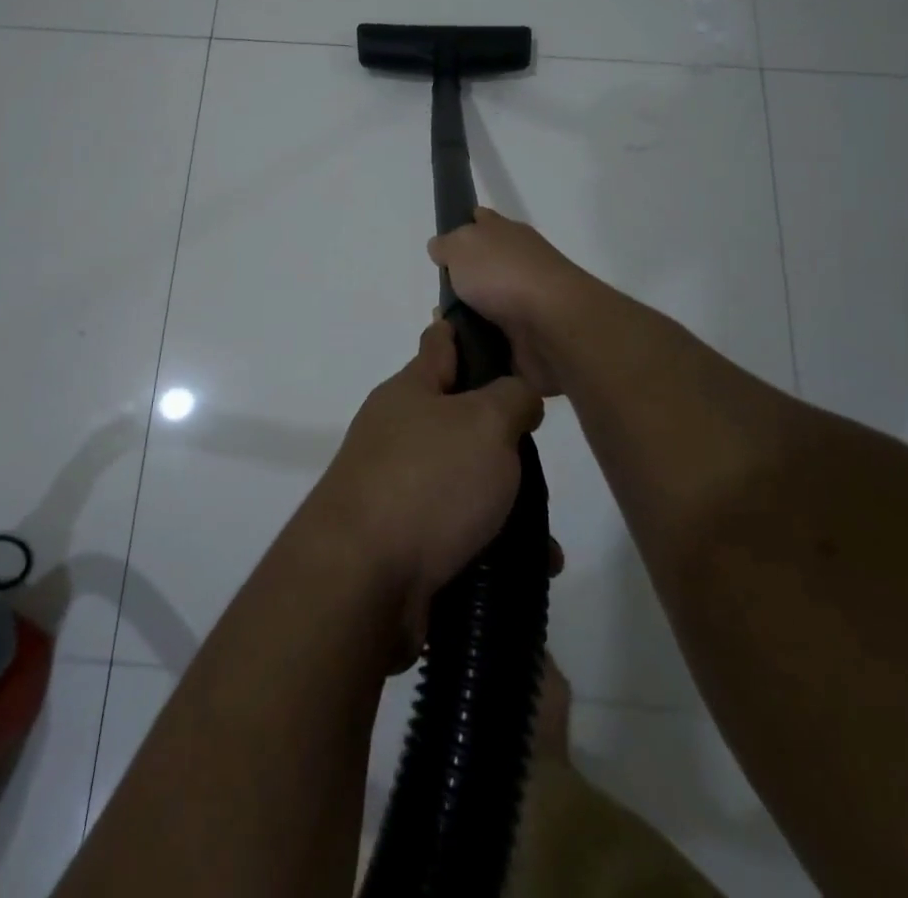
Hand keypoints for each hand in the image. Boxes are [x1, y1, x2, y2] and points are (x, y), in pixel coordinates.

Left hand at [306, 320, 543, 659]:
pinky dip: (495, 544)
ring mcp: (397, 487)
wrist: (362, 581)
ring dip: (506, 501)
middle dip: (501, 434)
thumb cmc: (427, 481)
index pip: (440, 344)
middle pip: (458, 418)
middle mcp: (398, 433)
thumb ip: (512, 398)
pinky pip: (461, 532)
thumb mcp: (485, 422)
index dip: (464, 331)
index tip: (492, 325)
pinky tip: (532, 566)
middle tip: (538, 447)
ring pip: (465, 481)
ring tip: (545, 529)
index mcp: (410, 391)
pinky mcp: (404, 540)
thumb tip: (517, 397)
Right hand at [428, 209, 590, 396]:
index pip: (482, 222)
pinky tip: (459, 350)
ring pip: (485, 307)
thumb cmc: (504, 274)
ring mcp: (526, 301)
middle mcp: (519, 264)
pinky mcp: (528, 336)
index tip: (443, 248)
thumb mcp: (462, 245)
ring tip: (443, 331)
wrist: (552, 325)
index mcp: (507, 234)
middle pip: (482, 268)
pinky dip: (477, 344)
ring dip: (465, 318)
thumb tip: (441, 247)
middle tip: (437, 300)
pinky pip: (493, 339)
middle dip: (458, 284)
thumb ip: (447, 244)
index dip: (463, 228)